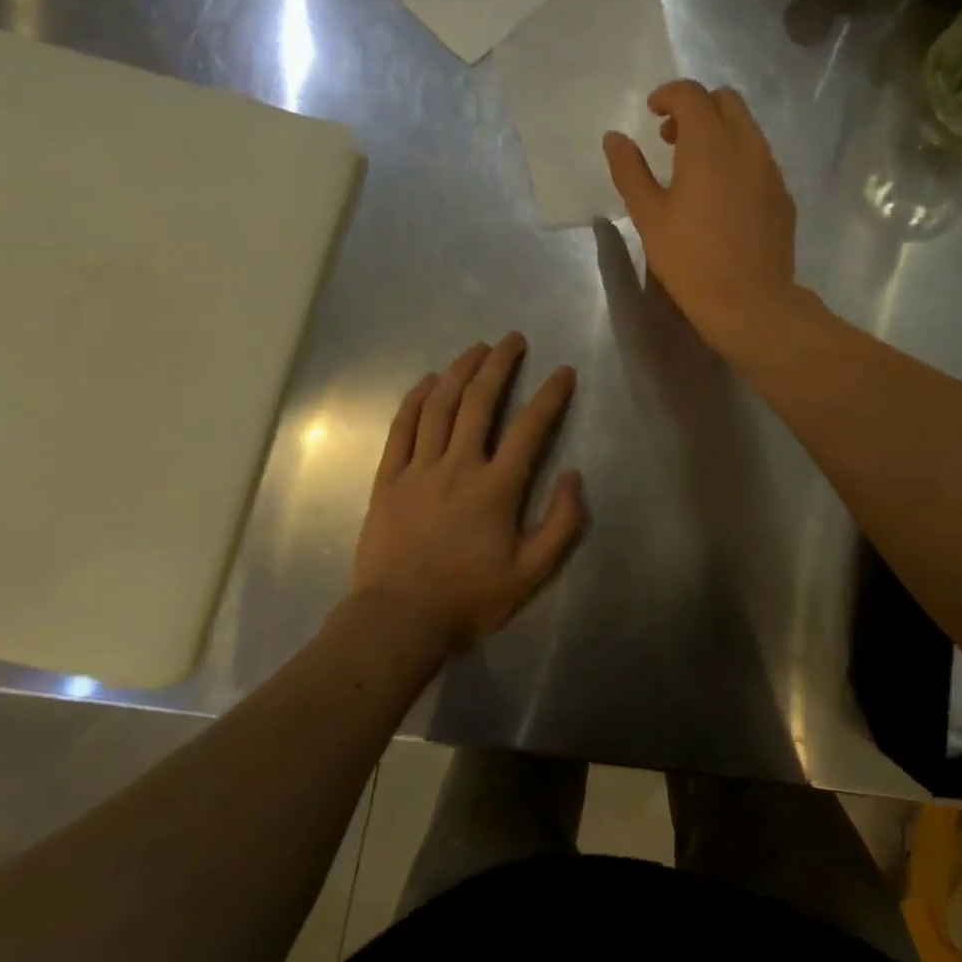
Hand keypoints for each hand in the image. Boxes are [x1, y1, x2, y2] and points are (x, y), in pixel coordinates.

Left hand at [346, 334, 584, 652]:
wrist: (398, 621)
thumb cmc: (470, 597)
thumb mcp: (531, 572)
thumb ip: (562, 523)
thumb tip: (574, 475)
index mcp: (496, 488)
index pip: (530, 428)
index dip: (550, 396)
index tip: (564, 372)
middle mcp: (457, 467)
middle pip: (479, 402)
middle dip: (499, 365)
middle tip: (513, 340)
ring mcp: (417, 470)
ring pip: (439, 407)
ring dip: (459, 371)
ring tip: (476, 349)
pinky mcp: (387, 480)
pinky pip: (401, 429)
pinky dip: (415, 400)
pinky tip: (428, 382)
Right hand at [602, 80, 802, 359]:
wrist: (750, 303)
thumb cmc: (691, 260)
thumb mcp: (649, 216)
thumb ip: (630, 170)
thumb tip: (614, 138)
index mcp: (710, 144)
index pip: (691, 94)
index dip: (668, 95)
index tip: (652, 112)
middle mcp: (747, 147)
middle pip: (727, 101)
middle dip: (697, 107)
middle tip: (672, 138)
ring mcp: (772, 172)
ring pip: (748, 130)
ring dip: (720, 132)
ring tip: (696, 169)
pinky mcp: (784, 197)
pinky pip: (761, 160)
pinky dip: (739, 159)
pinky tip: (724, 196)